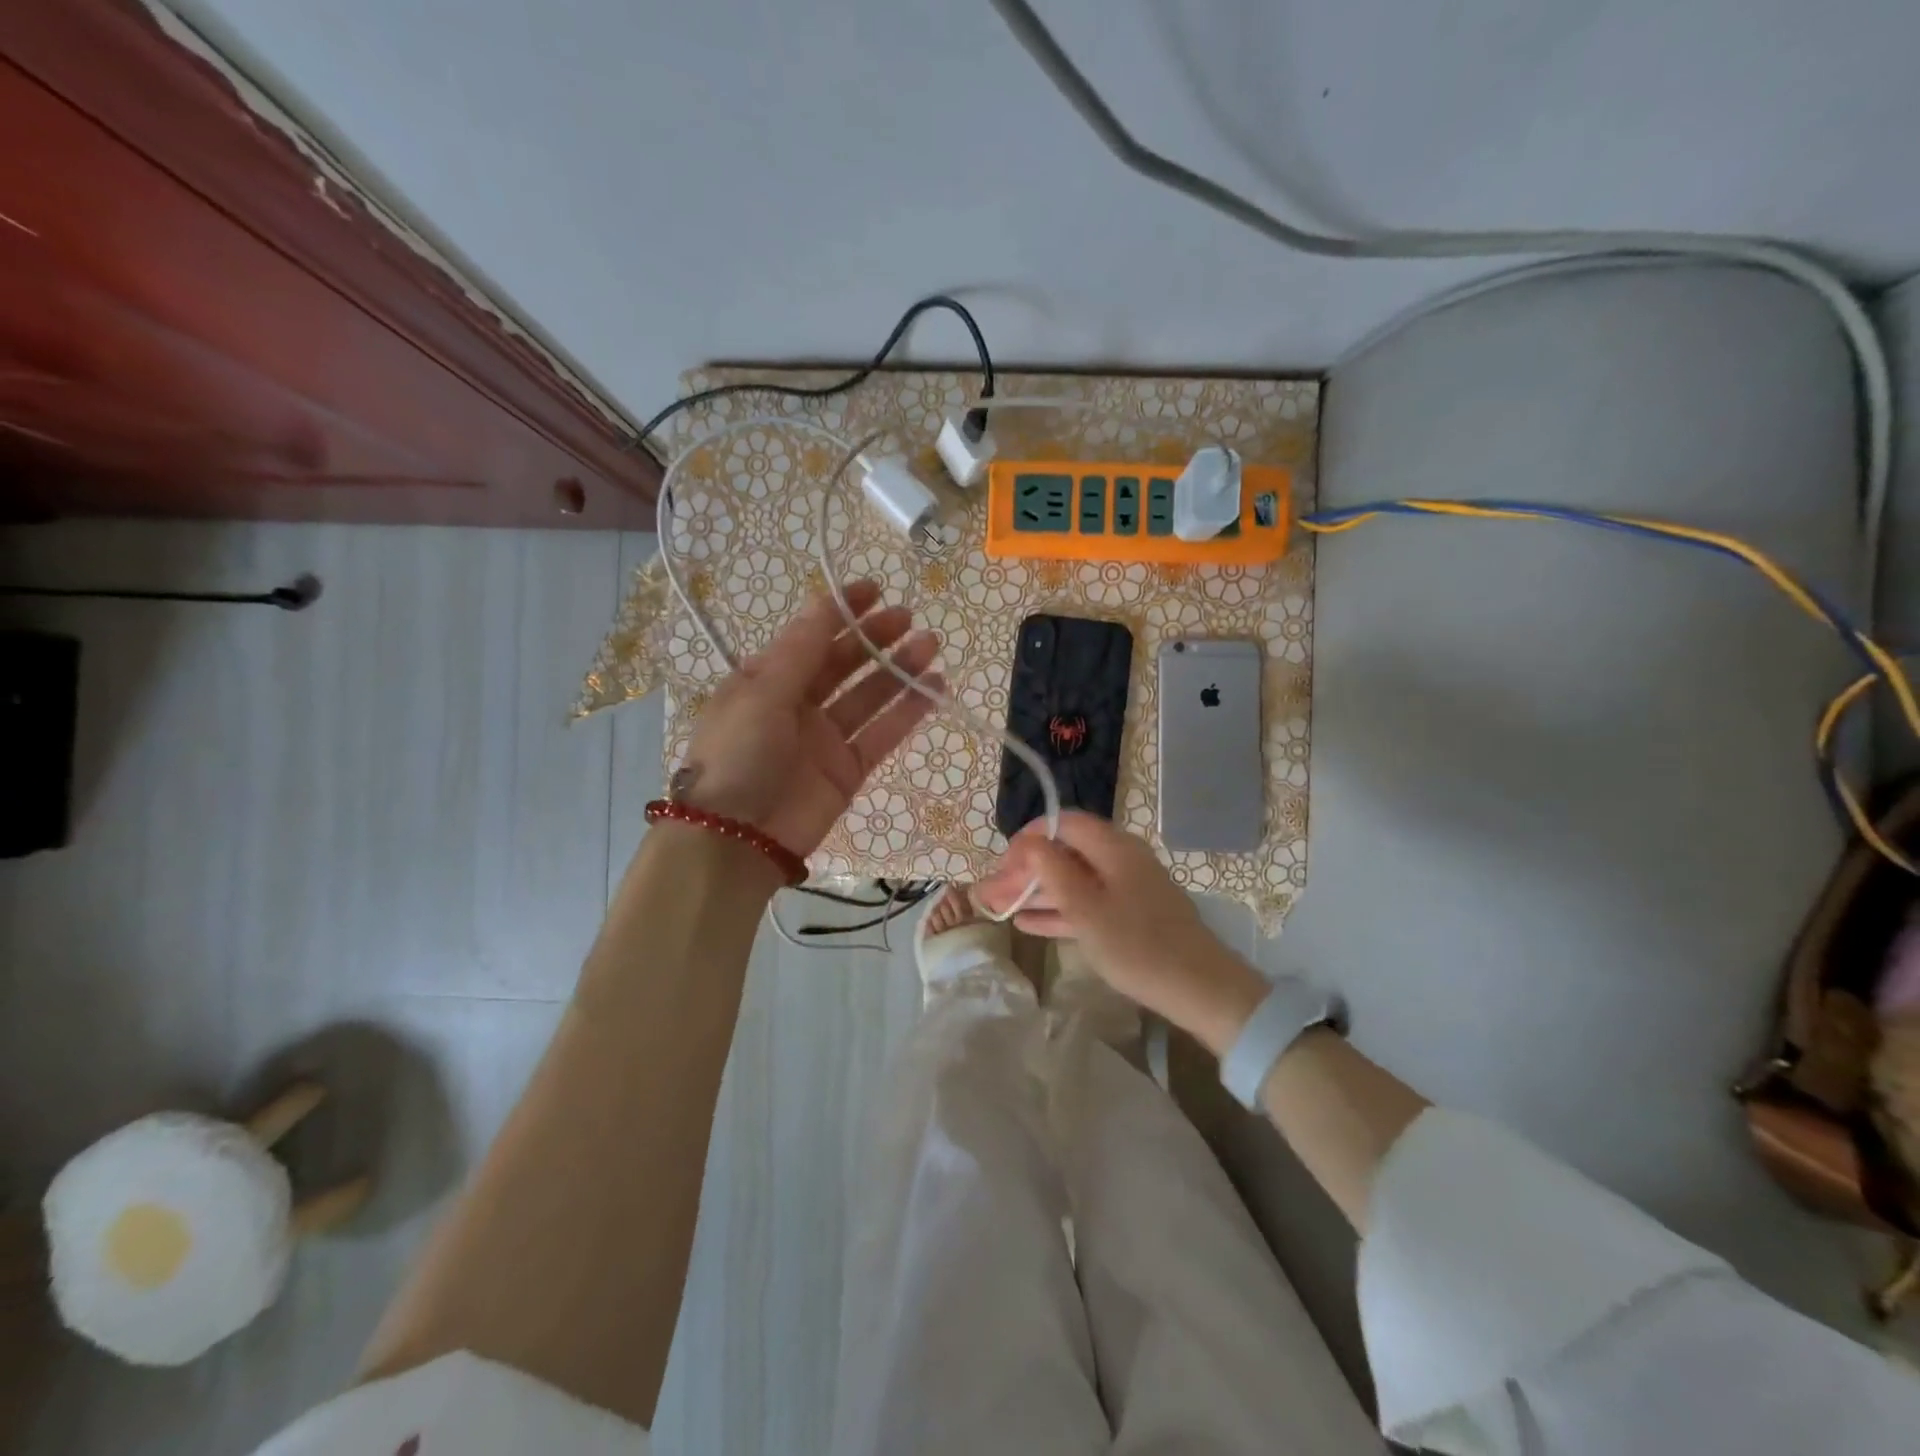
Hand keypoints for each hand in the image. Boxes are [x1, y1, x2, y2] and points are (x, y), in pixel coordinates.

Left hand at [676, 582, 941, 856]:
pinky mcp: (849, 770)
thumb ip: (801, 650)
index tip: (873, 589)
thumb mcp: (761, 693)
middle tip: (910, 618)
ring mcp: (825, 738)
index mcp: (766, 680)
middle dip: (875, 638)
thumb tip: (826, 602)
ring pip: (869, 696)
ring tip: (931, 646)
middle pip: (844, 663)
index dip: (840, 611)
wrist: (735, 839)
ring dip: (898, 670)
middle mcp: (797, 704)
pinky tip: (935, 689)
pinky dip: (908, 712)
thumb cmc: (737, 755)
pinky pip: (883, 734)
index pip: (809, 636)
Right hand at [976, 812, 1267, 1053]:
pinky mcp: (1130, 916)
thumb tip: (1028, 841)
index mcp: (1113, 847)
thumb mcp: (1086, 908)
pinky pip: (1087, 904)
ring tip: (999, 907)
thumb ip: (1053, 871)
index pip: (1064, 823)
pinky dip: (1058, 910)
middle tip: (992, 892)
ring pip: (1073, 881)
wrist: (1199, 989)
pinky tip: (1028, 923)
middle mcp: (1120, 860)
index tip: (1003, 862)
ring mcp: (1126, 889)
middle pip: (1065, 854)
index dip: (1030, 837)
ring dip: (1036, 892)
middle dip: (1026, 871)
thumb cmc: (1137, 945)